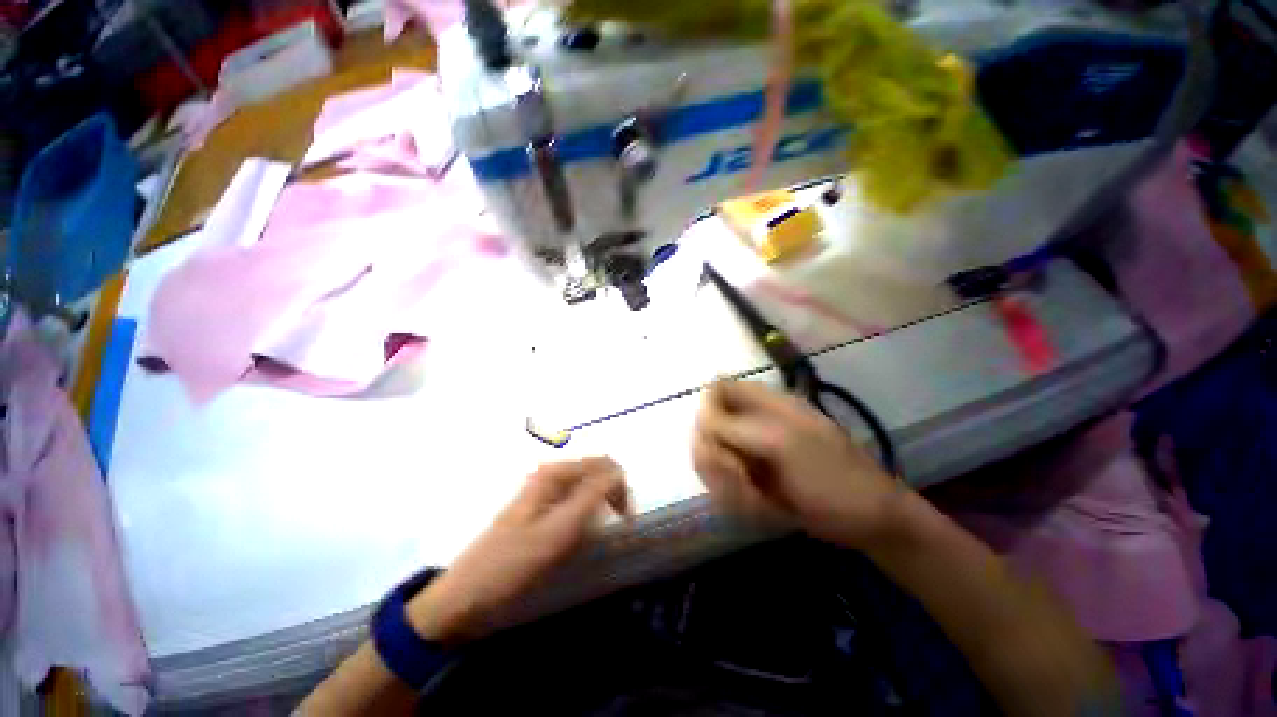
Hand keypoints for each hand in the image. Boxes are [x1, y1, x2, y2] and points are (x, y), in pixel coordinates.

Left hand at [407, 457, 629, 643]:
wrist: (467, 596)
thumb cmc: (509, 566)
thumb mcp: (553, 534)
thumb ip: (586, 500)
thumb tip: (617, 470)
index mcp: (544, 481)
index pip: (596, 465)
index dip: (619, 486)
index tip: (628, 521)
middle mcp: (540, 487)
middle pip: (587, 476)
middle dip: (610, 495)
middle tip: (621, 529)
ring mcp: (533, 508)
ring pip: (577, 496)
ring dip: (597, 510)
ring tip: (604, 538)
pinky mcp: (529, 529)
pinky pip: (565, 516)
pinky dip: (581, 525)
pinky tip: (580, 545)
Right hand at [691, 380, 904, 548]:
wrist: (868, 520)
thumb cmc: (832, 480)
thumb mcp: (783, 445)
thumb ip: (737, 426)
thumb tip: (700, 412)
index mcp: (772, 406)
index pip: (719, 393)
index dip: (709, 418)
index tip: (717, 447)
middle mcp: (763, 428)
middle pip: (712, 436)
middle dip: (720, 465)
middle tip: (743, 482)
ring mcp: (764, 461)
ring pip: (721, 470)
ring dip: (733, 491)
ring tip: (761, 502)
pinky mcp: (766, 490)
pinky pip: (736, 495)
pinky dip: (746, 507)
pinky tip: (771, 513)